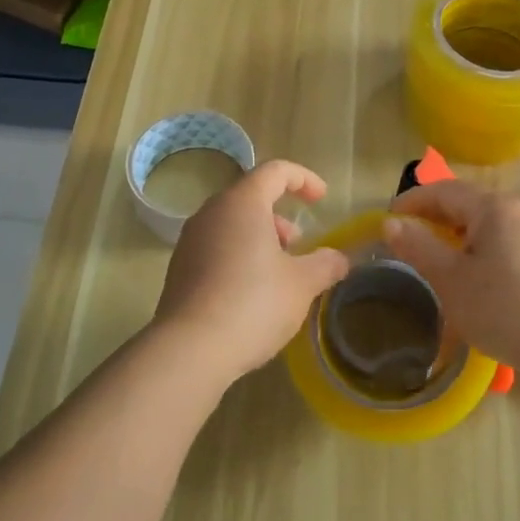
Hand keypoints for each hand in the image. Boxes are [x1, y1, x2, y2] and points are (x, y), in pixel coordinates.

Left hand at [154, 160, 350, 386]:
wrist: (190, 349)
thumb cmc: (254, 303)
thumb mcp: (302, 284)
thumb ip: (326, 264)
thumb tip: (340, 259)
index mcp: (242, 203)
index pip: (275, 171)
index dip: (303, 179)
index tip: (322, 199)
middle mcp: (211, 213)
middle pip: (251, 197)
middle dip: (280, 217)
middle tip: (298, 246)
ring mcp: (190, 241)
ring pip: (231, 224)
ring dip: (260, 239)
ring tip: (278, 273)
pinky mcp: (179, 269)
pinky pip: (215, 248)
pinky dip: (239, 257)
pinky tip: (251, 293)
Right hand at [382, 181, 519, 370]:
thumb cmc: (502, 309)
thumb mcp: (450, 279)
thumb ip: (418, 246)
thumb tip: (391, 223)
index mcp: (494, 206)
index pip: (444, 191)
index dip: (413, 201)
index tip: (388, 217)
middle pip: (469, 201)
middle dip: (437, 215)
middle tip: (410, 234)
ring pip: (491, 218)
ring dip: (462, 229)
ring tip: (441, 251)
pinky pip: (509, 234)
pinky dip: (485, 242)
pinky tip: (479, 267)